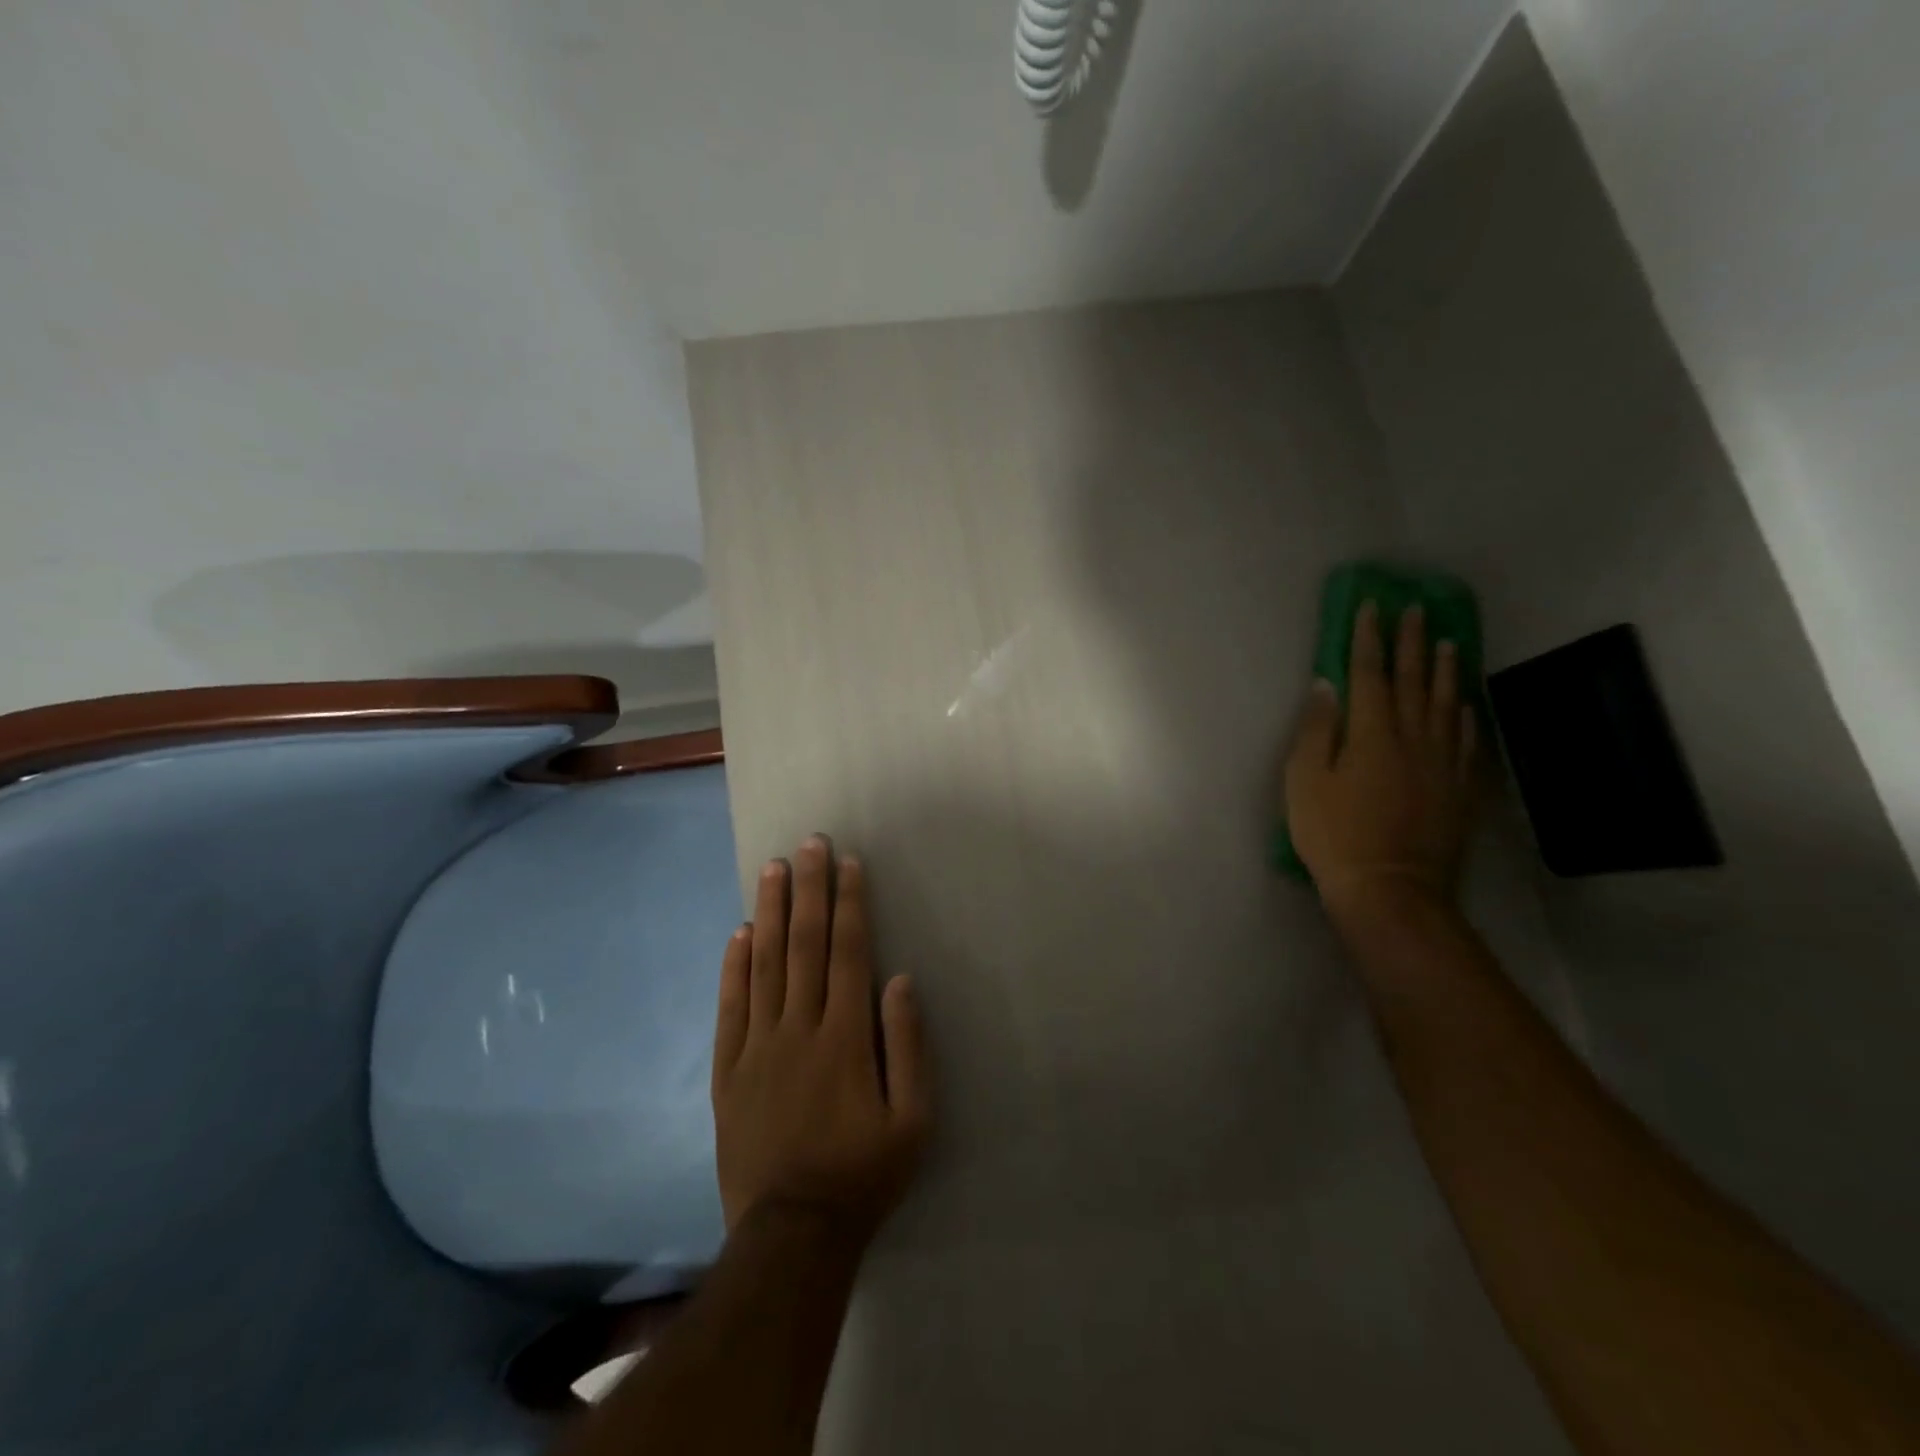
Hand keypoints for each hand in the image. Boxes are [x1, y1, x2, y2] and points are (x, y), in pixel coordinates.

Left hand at [711, 836, 931, 1241]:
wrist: (793, 1233)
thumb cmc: (864, 1173)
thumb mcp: (913, 1119)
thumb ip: (908, 1045)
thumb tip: (899, 981)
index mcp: (846, 1037)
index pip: (848, 952)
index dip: (849, 904)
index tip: (848, 864)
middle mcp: (799, 1028)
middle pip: (803, 945)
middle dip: (809, 890)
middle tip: (809, 845)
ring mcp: (758, 1047)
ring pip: (763, 965)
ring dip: (769, 913)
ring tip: (772, 870)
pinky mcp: (728, 1070)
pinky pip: (730, 1007)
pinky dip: (733, 967)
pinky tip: (738, 934)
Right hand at [1285, 601, 1477, 915]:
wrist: (1390, 889)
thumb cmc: (1334, 835)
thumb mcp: (1304, 782)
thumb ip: (1316, 730)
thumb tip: (1326, 684)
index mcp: (1372, 734)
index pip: (1371, 674)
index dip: (1370, 639)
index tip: (1373, 607)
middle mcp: (1413, 738)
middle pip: (1413, 681)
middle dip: (1412, 642)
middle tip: (1416, 610)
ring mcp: (1442, 763)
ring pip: (1446, 704)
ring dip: (1445, 670)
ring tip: (1448, 641)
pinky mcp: (1460, 788)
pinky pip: (1468, 740)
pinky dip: (1466, 714)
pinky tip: (1465, 703)